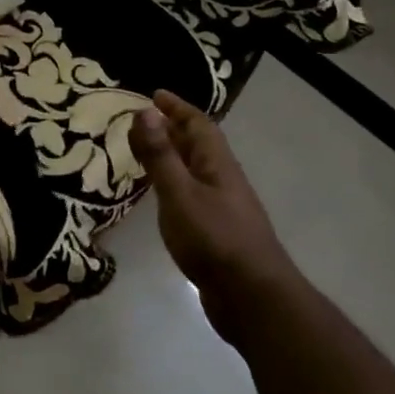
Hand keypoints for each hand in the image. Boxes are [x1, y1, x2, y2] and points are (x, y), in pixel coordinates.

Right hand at [130, 90, 292, 336]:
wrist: (252, 299)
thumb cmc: (214, 239)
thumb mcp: (179, 193)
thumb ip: (160, 155)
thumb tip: (145, 110)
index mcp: (217, 164)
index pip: (198, 124)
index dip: (177, 107)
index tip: (154, 94)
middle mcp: (222, 179)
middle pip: (198, 145)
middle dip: (173, 128)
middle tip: (142, 120)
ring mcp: (221, 207)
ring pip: (194, 170)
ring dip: (172, 156)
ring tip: (145, 152)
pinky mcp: (216, 232)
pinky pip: (191, 194)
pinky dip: (173, 184)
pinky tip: (161, 196)